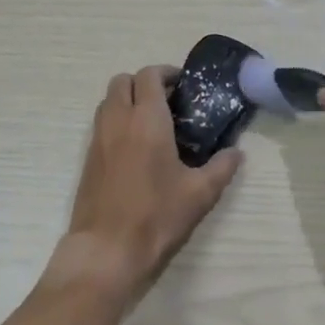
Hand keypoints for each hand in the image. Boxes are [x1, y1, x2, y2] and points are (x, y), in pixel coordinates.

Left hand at [47, 66, 242, 301]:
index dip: (166, 73)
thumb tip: (237, 153)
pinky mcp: (88, 159)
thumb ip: (221, 168)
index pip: (149, 75)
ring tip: (152, 122)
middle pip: (123, 81)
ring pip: (108, 101)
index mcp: (147, 120)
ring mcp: (98, 139)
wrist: (106, 250)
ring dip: (127, 100)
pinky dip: (117, 121)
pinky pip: (101, 124)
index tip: (183, 85)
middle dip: (144, 83)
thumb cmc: (156, 216)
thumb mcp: (200, 194)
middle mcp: (118, 120)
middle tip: (167, 101)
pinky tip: (136, 148)